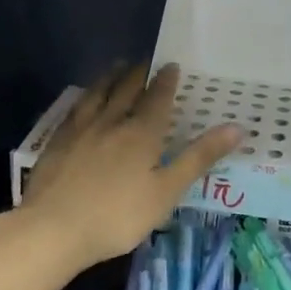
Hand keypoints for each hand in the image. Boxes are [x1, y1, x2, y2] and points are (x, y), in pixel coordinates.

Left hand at [21, 63, 238, 270]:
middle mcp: (111, 122)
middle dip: (138, 74)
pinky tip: (83, 101)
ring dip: (110, 78)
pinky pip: (75, 110)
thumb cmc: (118, 216)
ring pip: (97, 95)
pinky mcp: (56, 143)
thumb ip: (199, 157)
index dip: (166, 81)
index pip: (157, 99)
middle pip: (126, 90)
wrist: (53, 229)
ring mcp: (80, 131)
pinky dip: (85, 98)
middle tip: (145, 60)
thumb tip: (237, 127)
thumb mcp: (167, 191)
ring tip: (117, 67)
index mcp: (141, 133)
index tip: (171, 65)